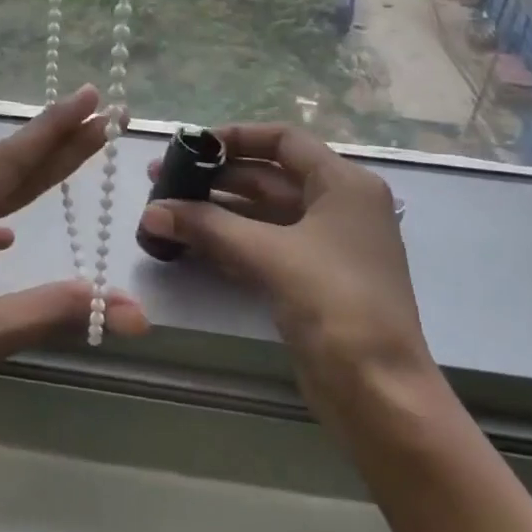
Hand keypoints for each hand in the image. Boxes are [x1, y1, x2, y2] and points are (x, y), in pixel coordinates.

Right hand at [138, 124, 429, 420]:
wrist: (380, 394)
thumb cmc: (336, 304)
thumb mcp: (270, 255)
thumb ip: (208, 226)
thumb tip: (151, 210)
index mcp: (343, 185)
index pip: (284, 140)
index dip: (236, 137)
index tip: (190, 145)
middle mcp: (337, 207)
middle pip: (268, 176)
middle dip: (214, 177)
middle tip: (161, 181)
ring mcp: (324, 246)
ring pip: (261, 213)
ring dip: (215, 211)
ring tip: (164, 210)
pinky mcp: (310, 280)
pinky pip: (262, 245)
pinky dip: (227, 240)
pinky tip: (187, 242)